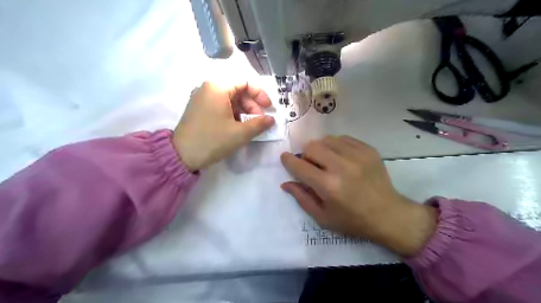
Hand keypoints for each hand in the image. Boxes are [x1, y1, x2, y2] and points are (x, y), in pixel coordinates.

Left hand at [173, 81, 274, 169]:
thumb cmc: (213, 140)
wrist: (182, 155)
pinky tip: (237, 127)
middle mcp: (208, 88)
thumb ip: (259, 124)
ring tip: (249, 126)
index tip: (268, 108)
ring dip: (243, 111)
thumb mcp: (240, 133)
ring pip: (229, 99)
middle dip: (252, 105)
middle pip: (237, 91)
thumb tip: (272, 119)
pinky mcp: (199, 108)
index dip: (260, 94)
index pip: (245, 82)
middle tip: (259, 121)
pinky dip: (232, 114)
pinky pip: (220, 105)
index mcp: (217, 87)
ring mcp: (201, 98)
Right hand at [281, 136, 436, 256]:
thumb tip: (285, 183)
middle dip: (306, 155)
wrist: (388, 215)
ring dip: (321, 149)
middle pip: (312, 147)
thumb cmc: (352, 220)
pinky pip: (343, 138)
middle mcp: (341, 167)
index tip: (286, 158)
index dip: (289, 160)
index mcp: (328, 186)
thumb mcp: (323, 217)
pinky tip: (341, 157)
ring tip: (327, 161)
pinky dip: (336, 146)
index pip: (299, 166)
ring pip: (327, 139)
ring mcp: (357, 155)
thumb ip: (302, 198)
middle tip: (311, 165)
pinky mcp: (368, 150)